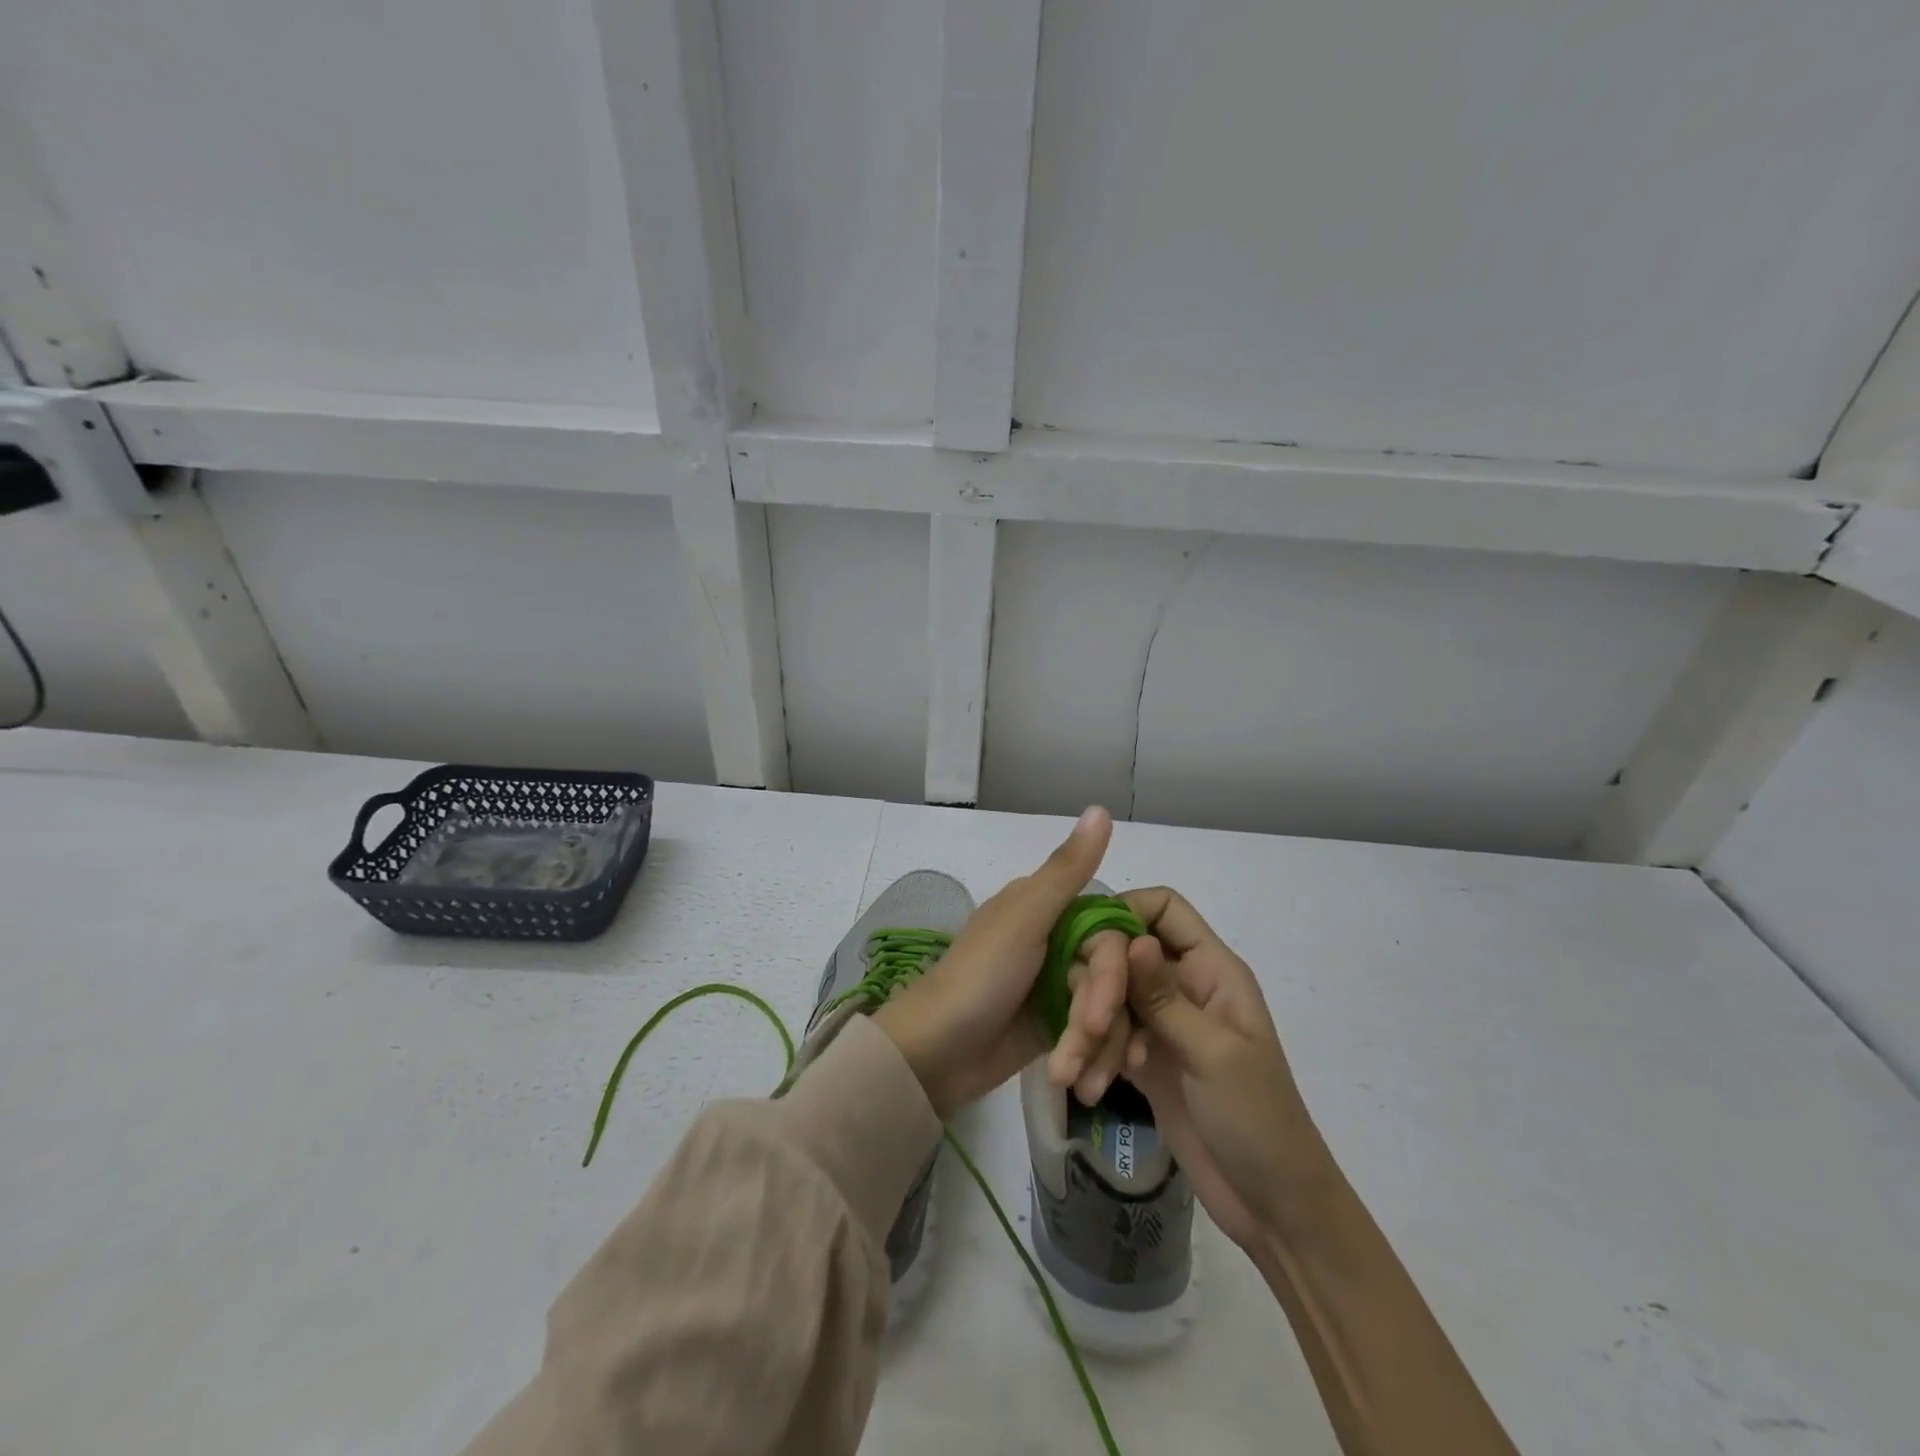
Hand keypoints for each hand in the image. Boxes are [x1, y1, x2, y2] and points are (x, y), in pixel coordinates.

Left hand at [871, 807, 1138, 1117]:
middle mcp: (1057, 941)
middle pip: (1113, 977)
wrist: (934, 1052)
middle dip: (1102, 1019)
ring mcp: (1056, 985)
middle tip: (1080, 1051)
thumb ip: (1068, 869)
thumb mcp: (1025, 918)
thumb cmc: (979, 977)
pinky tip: (1082, 1083)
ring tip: (1077, 1081)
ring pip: (1108, 1010)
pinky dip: (1091, 1059)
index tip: (1099, 1009)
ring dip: (1097, 1048)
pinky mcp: (1054, 1026)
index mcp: (1049, 908)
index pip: (1111, 935)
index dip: (1112, 975)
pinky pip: (1093, 1037)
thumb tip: (1102, 808)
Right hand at [1121, 888, 1329, 1251]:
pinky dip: (1092, 1054)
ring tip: (1075, 1074)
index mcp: (1211, 969)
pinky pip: (1105, 1035)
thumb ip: (1166, 997)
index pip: (1163, 908)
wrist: (1273, 1206)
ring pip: (1108, 996)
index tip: (1091, 943)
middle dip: (1098, 984)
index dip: (1124, 912)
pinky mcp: (1143, 1058)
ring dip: (1088, 1029)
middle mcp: (1183, 984)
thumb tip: (1133, 940)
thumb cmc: (1258, 1121)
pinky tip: (1087, 1087)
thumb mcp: (1214, 1054)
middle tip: (1090, 1025)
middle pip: (1123, 952)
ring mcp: (1161, 1022)